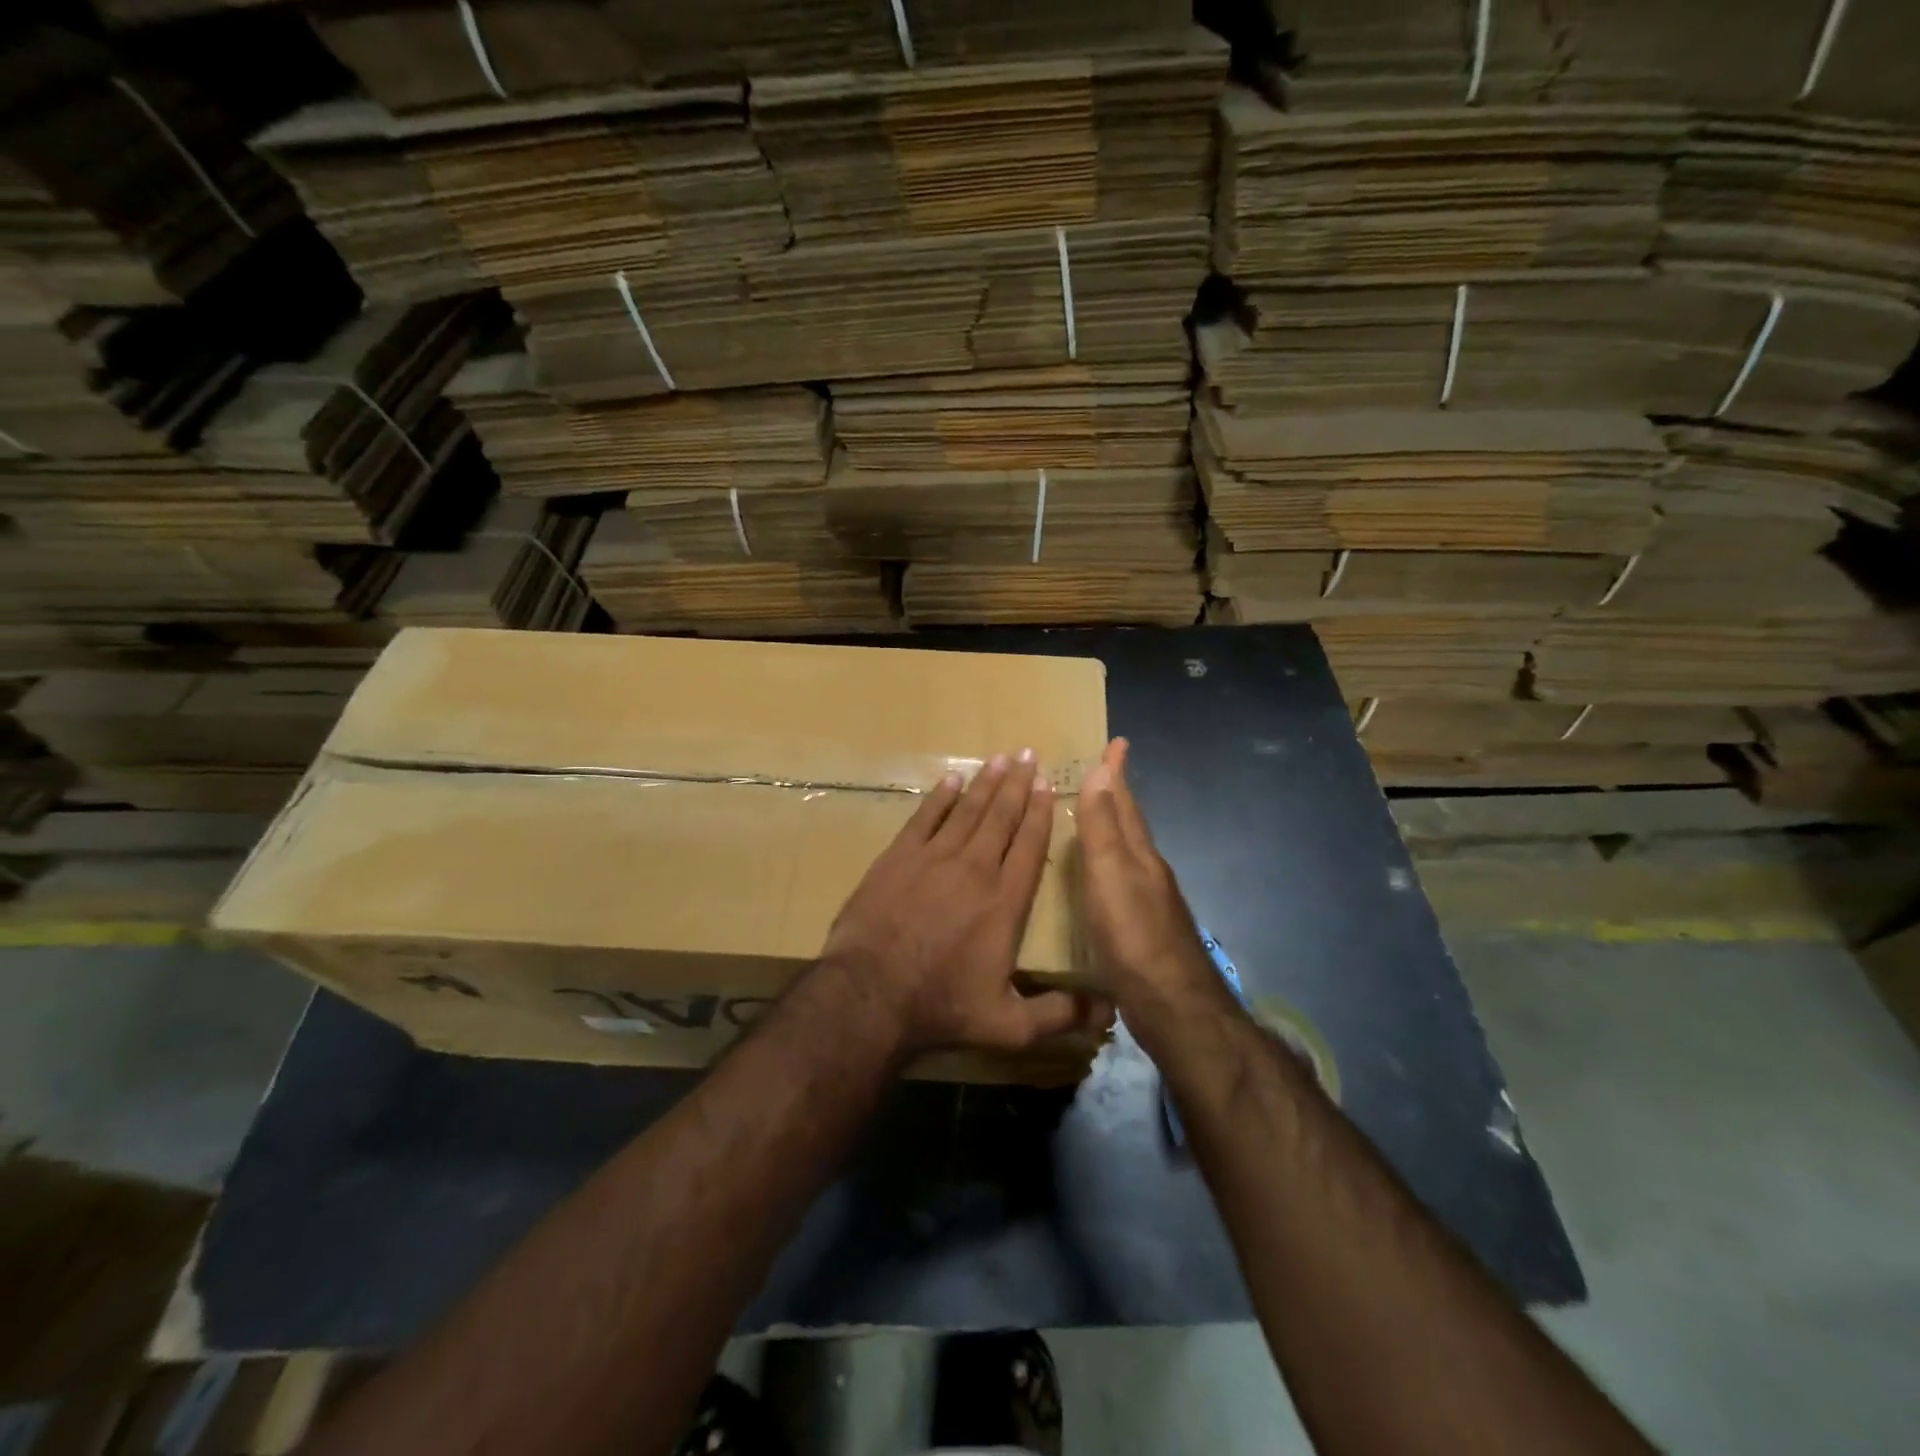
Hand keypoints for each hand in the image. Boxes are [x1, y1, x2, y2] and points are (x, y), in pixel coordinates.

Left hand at [820, 749, 1108, 1057]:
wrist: (870, 995)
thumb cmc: (942, 1007)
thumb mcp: (1010, 1026)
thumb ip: (1060, 1014)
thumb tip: (1109, 1010)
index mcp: (1005, 902)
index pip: (1029, 846)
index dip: (1040, 812)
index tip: (1047, 785)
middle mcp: (975, 869)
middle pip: (1001, 817)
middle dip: (1017, 784)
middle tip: (1027, 754)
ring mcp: (933, 859)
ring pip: (967, 811)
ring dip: (985, 783)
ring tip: (999, 757)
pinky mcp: (898, 858)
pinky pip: (925, 818)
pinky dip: (939, 797)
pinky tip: (950, 779)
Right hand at [1077, 739, 1219, 1016]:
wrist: (1173, 1006)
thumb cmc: (1134, 937)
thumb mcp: (1111, 876)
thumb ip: (1104, 827)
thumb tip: (1101, 771)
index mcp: (1139, 855)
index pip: (1126, 802)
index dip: (1118, 773)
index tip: (1118, 742)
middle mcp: (1148, 871)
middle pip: (1131, 825)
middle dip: (1118, 796)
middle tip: (1103, 774)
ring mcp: (1149, 902)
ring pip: (1128, 853)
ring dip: (1113, 830)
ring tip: (1095, 819)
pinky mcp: (1143, 930)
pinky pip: (1122, 882)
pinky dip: (1109, 867)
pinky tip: (1101, 881)